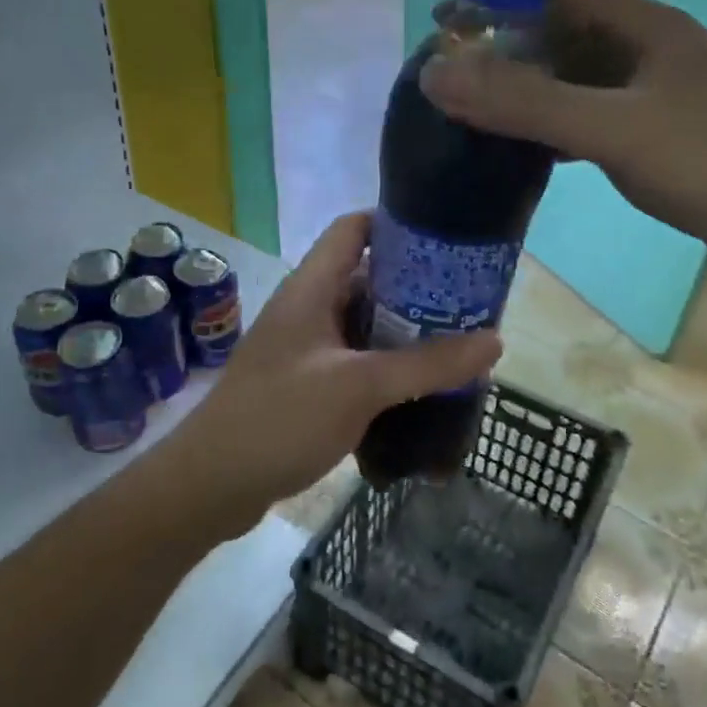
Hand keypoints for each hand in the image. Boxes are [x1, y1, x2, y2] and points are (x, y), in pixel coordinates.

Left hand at [177, 212, 500, 527]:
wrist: (212, 484)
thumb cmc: (280, 419)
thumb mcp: (359, 386)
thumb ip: (426, 364)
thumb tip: (494, 340)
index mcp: (311, 288)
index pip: (353, 229)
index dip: (396, 222)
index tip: (446, 236)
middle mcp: (307, 309)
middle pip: (366, 278)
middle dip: (416, 287)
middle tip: (467, 300)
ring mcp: (305, 349)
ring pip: (364, 325)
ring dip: (405, 332)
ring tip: (457, 343)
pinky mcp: (306, 385)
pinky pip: (355, 362)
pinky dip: (387, 368)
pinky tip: (421, 388)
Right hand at [420, 0, 706, 291]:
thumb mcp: (612, 128)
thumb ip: (525, 102)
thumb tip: (436, 74)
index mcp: (646, 27)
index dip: (500, 0)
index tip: (445, 24)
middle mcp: (655, 53)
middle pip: (567, 38)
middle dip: (509, 52)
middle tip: (451, 80)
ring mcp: (665, 98)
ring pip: (583, 83)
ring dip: (534, 93)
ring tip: (478, 114)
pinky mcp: (670, 141)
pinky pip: (599, 121)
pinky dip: (561, 130)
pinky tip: (533, 151)